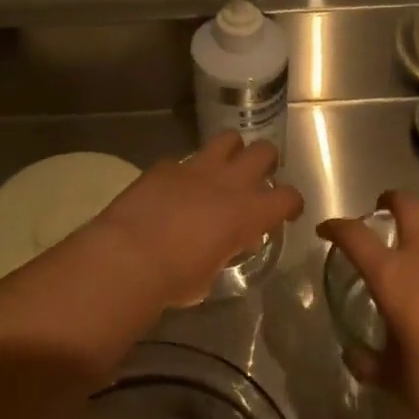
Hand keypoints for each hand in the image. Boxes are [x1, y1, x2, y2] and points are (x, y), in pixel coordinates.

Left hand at [92, 133, 304, 308]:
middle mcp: (228, 182)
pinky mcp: (165, 166)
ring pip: (227, 139)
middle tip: (256, 179)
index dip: (291, 204)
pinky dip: (184, 172)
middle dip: (265, 162)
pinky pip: (183, 160)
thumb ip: (225, 252)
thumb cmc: (175, 279)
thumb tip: (224, 245)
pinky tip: (174, 189)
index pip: (288, 197)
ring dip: (230, 151)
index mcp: (248, 212)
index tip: (285, 213)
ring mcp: (195, 168)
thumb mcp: (210, 275)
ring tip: (222, 169)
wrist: (127, 258)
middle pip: (264, 151)